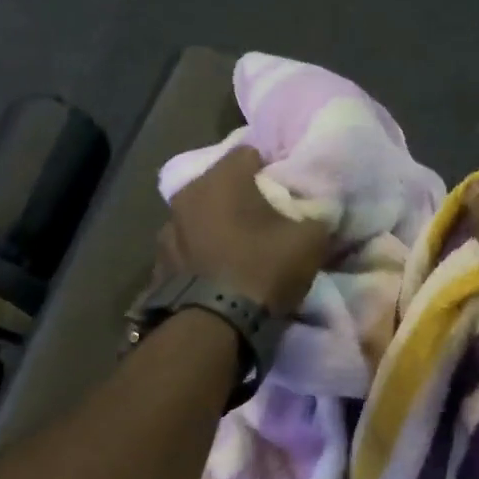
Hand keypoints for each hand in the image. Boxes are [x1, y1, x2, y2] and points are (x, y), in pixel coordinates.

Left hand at [164, 146, 330, 316]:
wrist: (213, 325)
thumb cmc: (262, 269)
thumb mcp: (310, 241)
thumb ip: (317, 215)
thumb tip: (319, 211)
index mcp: (222, 177)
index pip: (251, 153)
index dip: (272, 170)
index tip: (286, 192)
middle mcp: (187, 192)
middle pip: (222, 184)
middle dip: (241, 197)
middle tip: (265, 220)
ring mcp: (168, 227)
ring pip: (200, 215)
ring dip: (217, 225)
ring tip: (238, 248)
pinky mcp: (159, 261)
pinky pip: (188, 246)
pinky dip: (202, 252)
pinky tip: (217, 271)